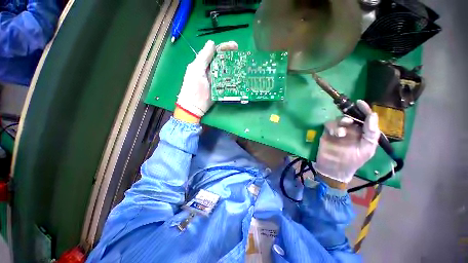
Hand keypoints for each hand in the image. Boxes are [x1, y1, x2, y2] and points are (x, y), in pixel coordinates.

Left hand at [175, 40, 237, 121]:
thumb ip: (203, 57)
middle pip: (222, 60)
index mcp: (203, 63)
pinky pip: (227, 81)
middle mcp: (211, 70)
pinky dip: (233, 79)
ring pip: (226, 71)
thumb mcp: (196, 70)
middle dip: (231, 57)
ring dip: (233, 68)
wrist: (194, 106)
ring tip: (242, 66)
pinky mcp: (220, 88)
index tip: (235, 46)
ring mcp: (216, 79)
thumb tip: (212, 43)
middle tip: (241, 57)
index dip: (224, 47)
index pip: (215, 52)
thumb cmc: (193, 87)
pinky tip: (238, 77)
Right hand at [315, 100, 379, 183]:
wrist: (335, 169)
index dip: (364, 110)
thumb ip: (371, 133)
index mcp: (362, 133)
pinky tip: (335, 134)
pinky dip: (332, 127)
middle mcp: (351, 130)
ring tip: (341, 133)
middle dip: (350, 117)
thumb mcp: (367, 149)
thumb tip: (373, 115)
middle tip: (348, 122)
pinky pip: (329, 125)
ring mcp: (338, 132)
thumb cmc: (353, 161)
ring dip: (340, 123)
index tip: (360, 102)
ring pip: (338, 120)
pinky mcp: (327, 134)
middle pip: (350, 117)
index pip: (365, 118)